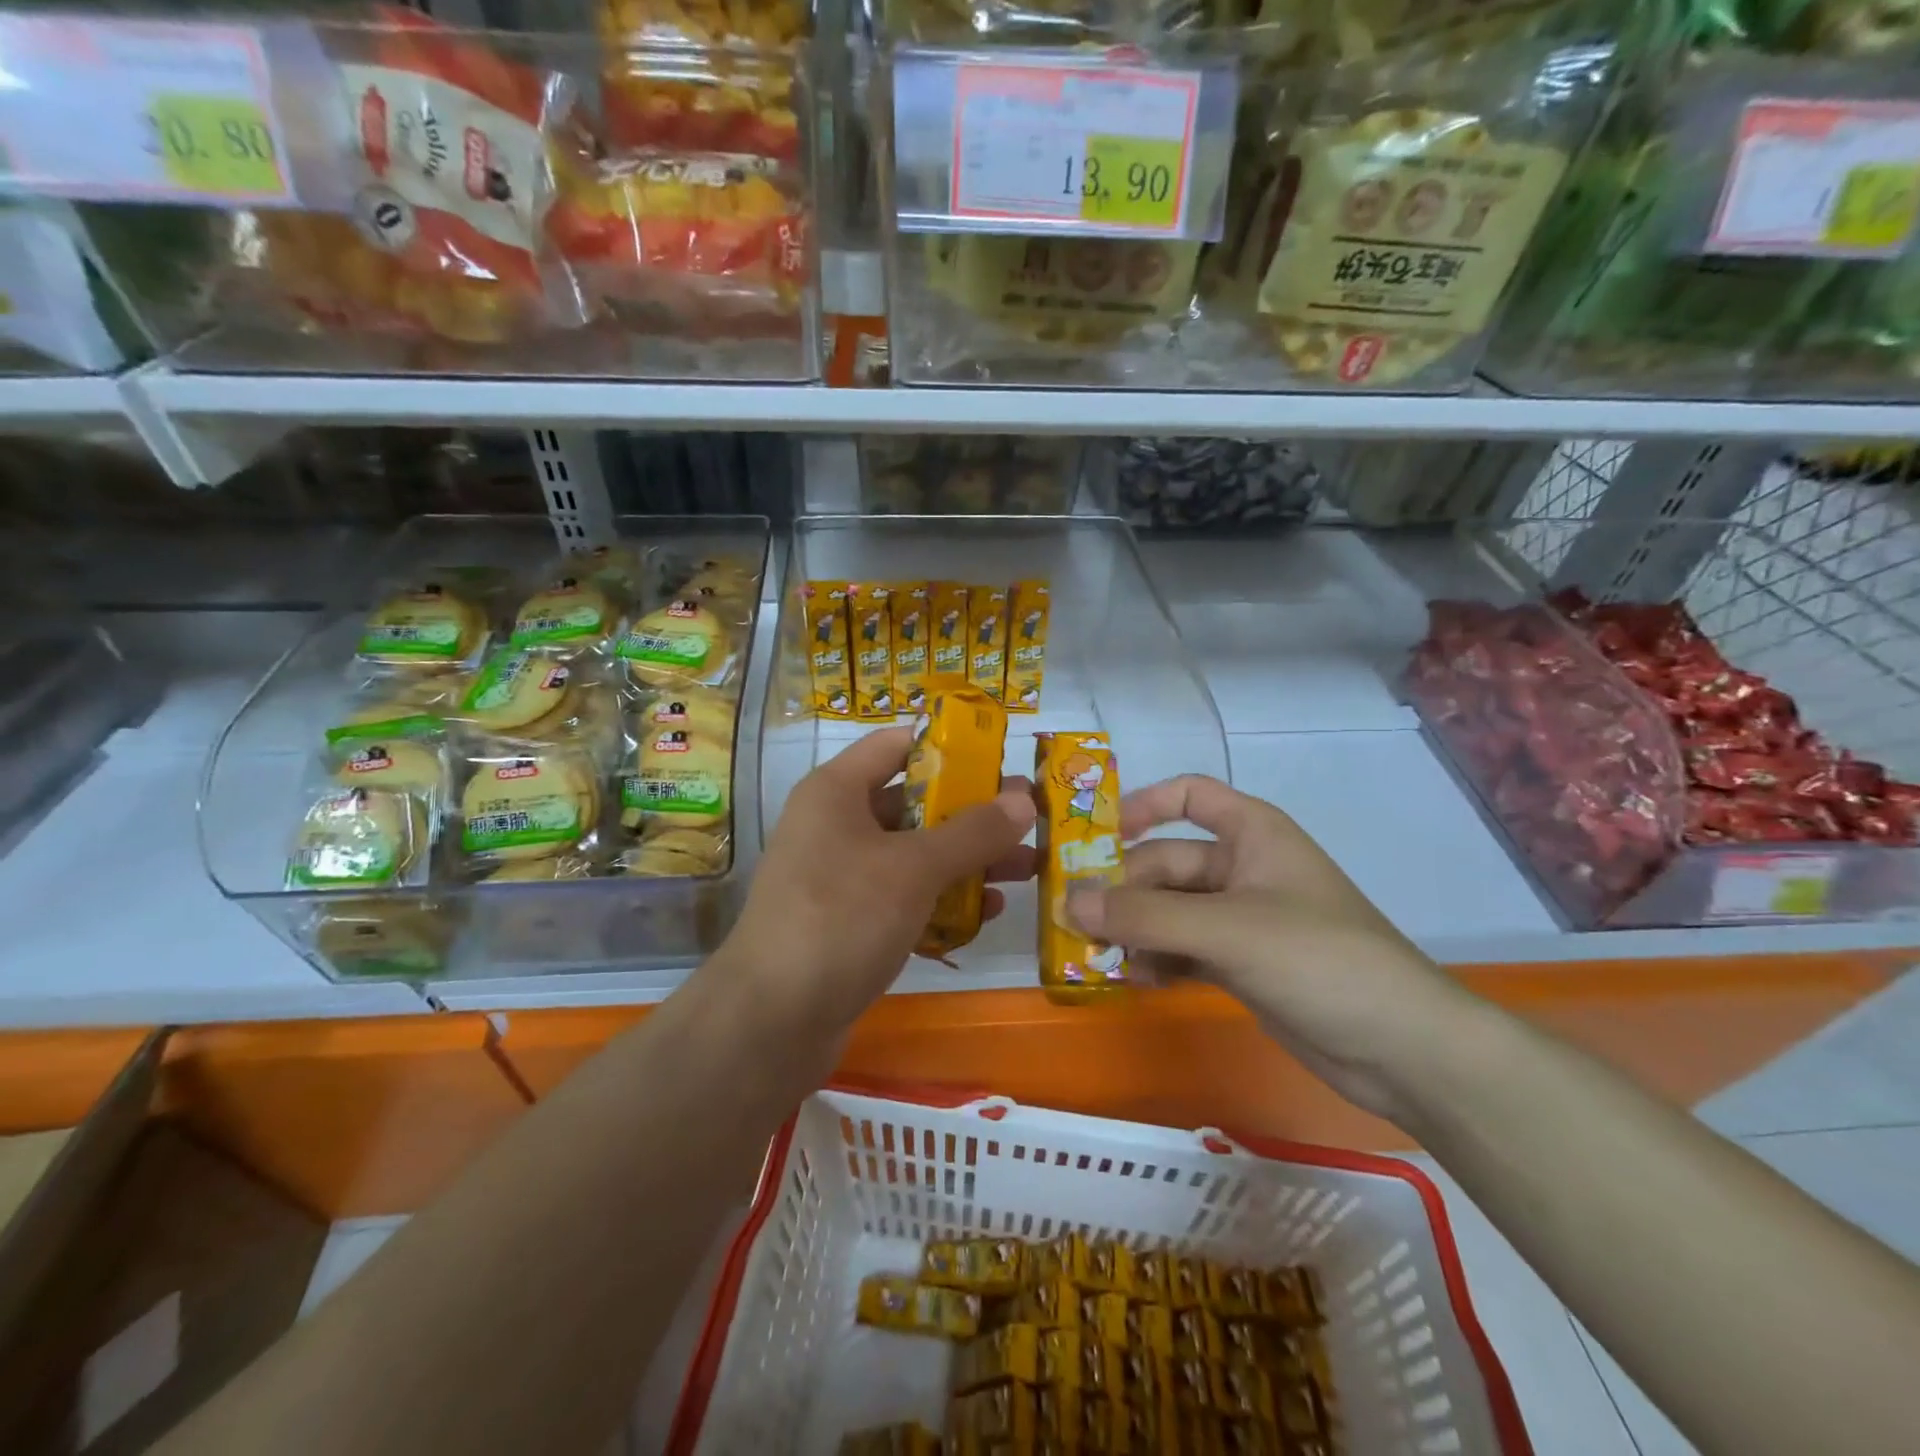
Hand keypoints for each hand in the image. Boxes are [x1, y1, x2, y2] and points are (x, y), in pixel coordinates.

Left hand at [722, 727, 1035, 1042]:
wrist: (772, 1020)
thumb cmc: (841, 918)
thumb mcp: (914, 868)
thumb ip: (972, 832)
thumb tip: (1024, 800)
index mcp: (836, 791)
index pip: (897, 745)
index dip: (950, 747)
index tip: (1002, 761)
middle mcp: (836, 825)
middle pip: (913, 801)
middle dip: (972, 813)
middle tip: (1028, 821)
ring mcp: (840, 876)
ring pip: (914, 853)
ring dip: (967, 859)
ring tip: (1026, 868)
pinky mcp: (850, 921)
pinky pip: (905, 895)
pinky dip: (943, 899)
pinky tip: (989, 913)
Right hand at [1067, 774, 1476, 1120]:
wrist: (1403, 1049)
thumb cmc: (1320, 959)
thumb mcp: (1227, 929)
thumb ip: (1145, 916)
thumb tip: (1067, 900)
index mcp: (1252, 835)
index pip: (1190, 796)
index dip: (1144, 805)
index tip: (1097, 835)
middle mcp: (1244, 869)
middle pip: (1167, 863)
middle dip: (1124, 889)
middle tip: (1076, 919)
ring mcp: (1242, 920)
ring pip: (1170, 911)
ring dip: (1134, 929)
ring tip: (1096, 953)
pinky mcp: (1241, 965)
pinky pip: (1183, 950)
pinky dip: (1157, 960)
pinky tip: (1133, 979)